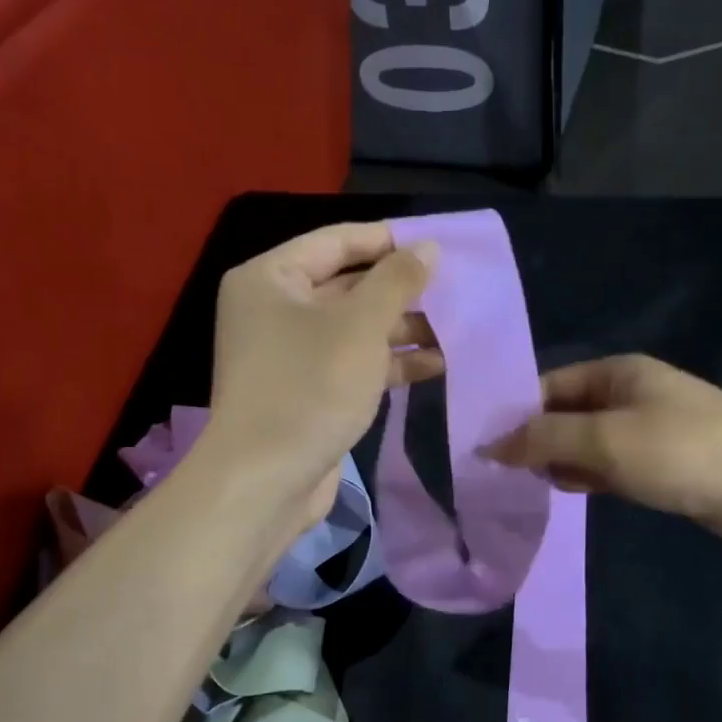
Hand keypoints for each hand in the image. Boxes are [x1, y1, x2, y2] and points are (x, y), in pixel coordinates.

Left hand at [206, 222, 441, 528]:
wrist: (266, 481)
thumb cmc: (310, 387)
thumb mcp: (361, 326)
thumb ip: (397, 281)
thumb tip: (428, 246)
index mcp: (270, 278)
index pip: (336, 241)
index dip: (388, 240)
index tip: (436, 245)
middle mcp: (274, 310)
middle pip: (347, 285)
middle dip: (400, 291)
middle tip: (453, 289)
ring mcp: (289, 354)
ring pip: (354, 328)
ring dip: (402, 330)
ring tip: (455, 330)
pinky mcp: (307, 390)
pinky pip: (352, 363)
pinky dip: (389, 362)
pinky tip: (435, 365)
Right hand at [483, 354, 721, 555]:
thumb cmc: (687, 452)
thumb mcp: (607, 441)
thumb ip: (545, 440)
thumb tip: (490, 444)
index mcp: (618, 373)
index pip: (549, 386)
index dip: (515, 414)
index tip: (481, 446)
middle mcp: (630, 395)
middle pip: (565, 414)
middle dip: (534, 441)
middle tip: (495, 474)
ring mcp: (647, 431)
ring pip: (586, 443)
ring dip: (558, 462)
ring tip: (521, 487)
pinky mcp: (661, 465)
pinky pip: (609, 466)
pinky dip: (587, 477)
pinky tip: (565, 493)